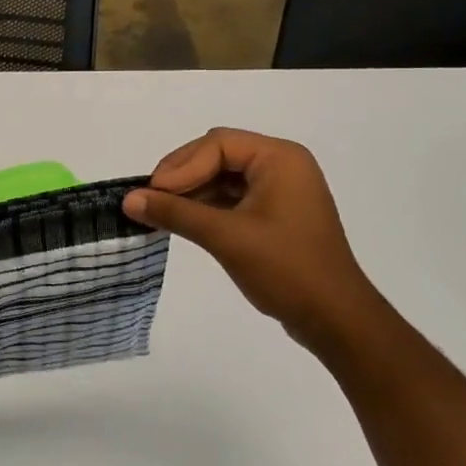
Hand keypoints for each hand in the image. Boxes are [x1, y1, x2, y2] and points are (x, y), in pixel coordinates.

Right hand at [124, 129, 380, 352]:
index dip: (181, 166)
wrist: (337, 321)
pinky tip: (182, 221)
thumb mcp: (226, 237)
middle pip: (217, 155)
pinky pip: (232, 197)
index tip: (153, 192)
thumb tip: (128, 200)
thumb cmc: (286, 269)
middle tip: (152, 199)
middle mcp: (282, 165)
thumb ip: (176, 213)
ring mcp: (280, 190)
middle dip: (183, 176)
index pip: (217, 144)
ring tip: (160, 212)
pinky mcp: (275, 214)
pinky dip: (206, 207)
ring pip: (221, 177)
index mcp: (280, 158)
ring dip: (191, 192)